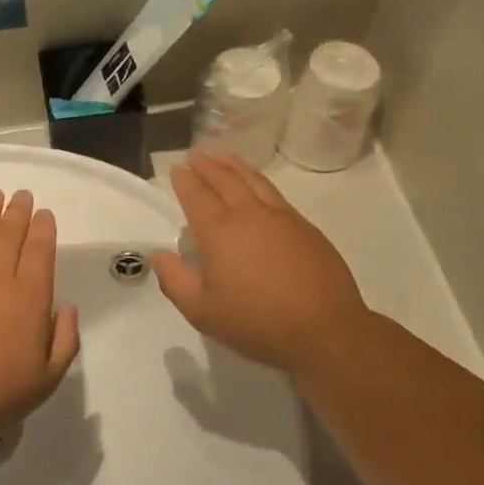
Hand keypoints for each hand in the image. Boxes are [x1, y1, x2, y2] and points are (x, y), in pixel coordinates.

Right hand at [152, 152, 370, 374]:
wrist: (325, 329)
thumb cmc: (257, 322)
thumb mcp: (202, 311)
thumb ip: (175, 280)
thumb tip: (159, 254)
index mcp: (219, 231)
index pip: (197, 196)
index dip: (185, 181)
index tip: (177, 168)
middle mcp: (249, 214)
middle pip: (225, 180)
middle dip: (208, 166)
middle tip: (196, 155)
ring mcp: (281, 217)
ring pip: (253, 180)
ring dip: (235, 166)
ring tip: (223, 157)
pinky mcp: (304, 226)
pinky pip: (274, 193)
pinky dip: (259, 181)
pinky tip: (258, 186)